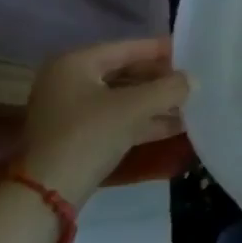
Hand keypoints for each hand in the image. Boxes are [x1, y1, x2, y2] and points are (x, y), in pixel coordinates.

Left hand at [21, 38, 188, 201]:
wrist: (48, 195)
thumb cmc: (89, 136)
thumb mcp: (133, 108)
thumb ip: (168, 89)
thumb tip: (194, 79)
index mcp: (76, 63)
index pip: (128, 47)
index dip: (162, 49)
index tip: (191, 51)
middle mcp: (70, 80)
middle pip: (126, 72)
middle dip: (160, 79)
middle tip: (193, 80)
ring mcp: (72, 110)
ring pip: (123, 98)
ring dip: (155, 102)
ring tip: (191, 103)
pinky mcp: (79, 136)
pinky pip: (117, 119)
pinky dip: (143, 121)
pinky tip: (176, 126)